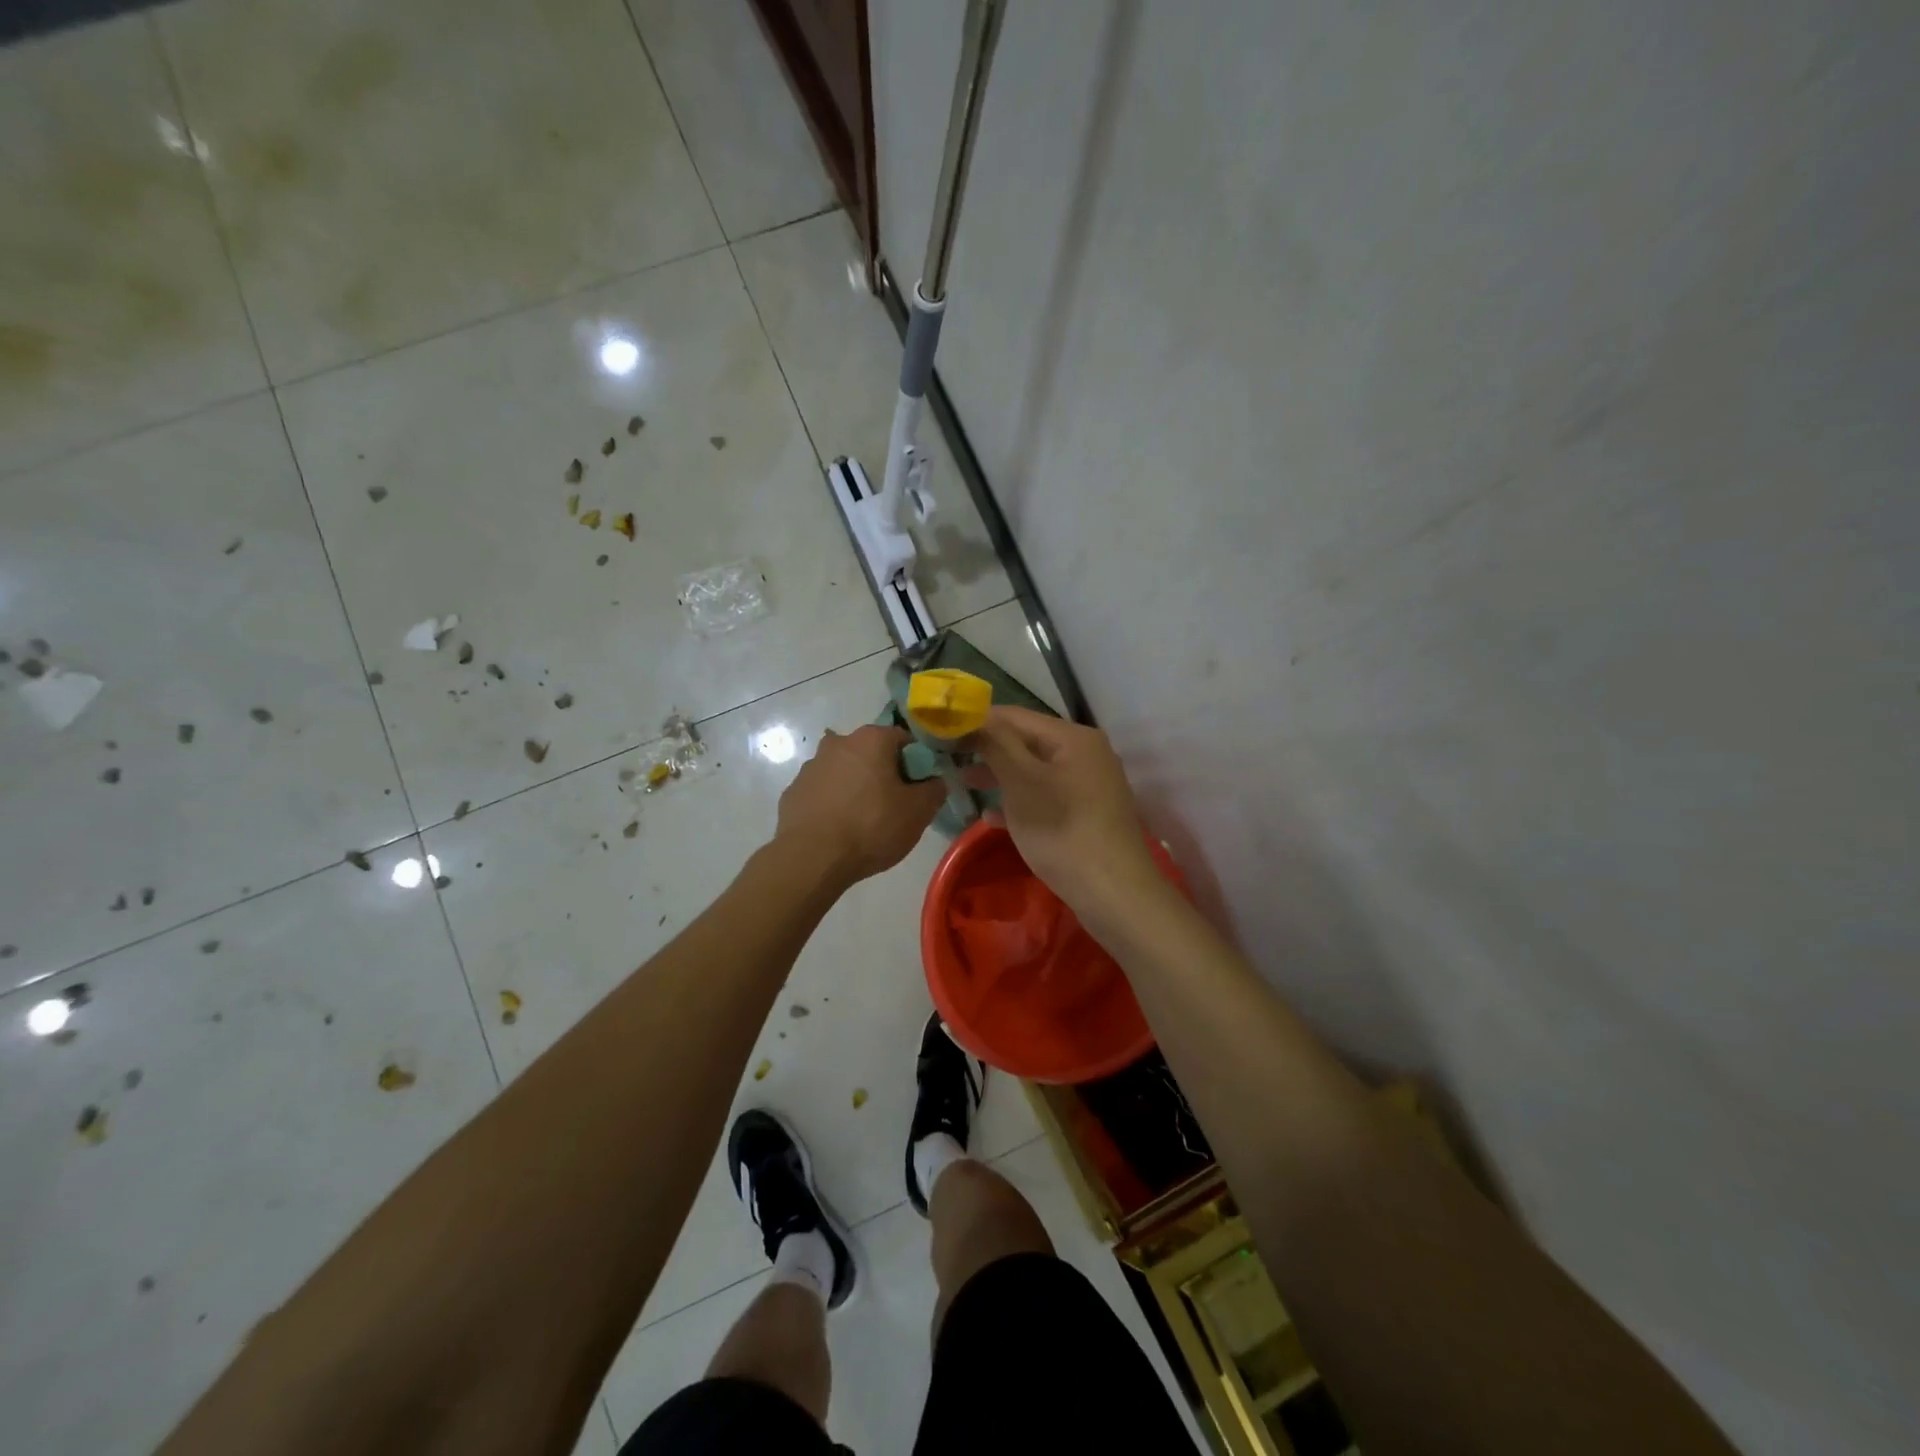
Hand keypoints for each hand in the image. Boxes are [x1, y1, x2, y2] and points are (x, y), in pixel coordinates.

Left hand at [774, 724, 944, 885]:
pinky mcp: (792, 792)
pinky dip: (833, 804)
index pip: (904, 740)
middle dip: (884, 774)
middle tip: (894, 807)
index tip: (919, 789)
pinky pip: (823, 793)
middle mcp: (838, 742)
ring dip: (856, 788)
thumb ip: (935, 789)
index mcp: (871, 739)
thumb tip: (935, 781)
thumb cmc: (871, 826)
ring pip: (845, 772)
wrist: (811, 858)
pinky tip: (839, 830)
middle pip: (871, 754)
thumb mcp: (918, 812)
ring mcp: (810, 766)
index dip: (917, 764)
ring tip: (864, 822)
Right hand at [963, 707, 1161, 919]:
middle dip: (987, 750)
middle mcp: (1086, 753)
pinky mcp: (1087, 814)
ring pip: (1034, 771)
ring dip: (999, 777)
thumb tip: (973, 717)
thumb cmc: (1062, 830)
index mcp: (1073, 737)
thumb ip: (996, 745)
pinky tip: (991, 816)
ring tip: (963, 785)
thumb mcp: (1022, 782)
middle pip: (1026, 742)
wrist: (1114, 893)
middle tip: (948, 760)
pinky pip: (1045, 797)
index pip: (1015, 716)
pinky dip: (1019, 801)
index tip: (942, 731)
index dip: (977, 721)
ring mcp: (1089, 785)